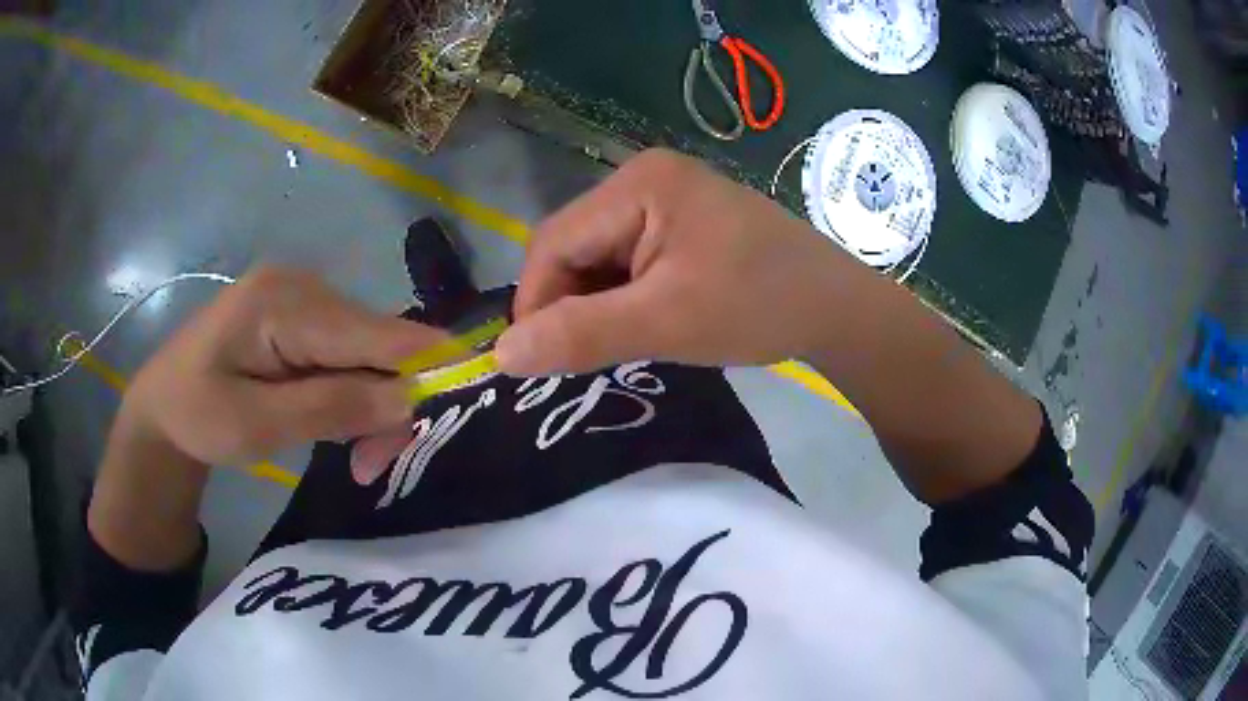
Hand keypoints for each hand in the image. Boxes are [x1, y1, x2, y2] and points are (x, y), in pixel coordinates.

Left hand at [123, 267, 442, 466]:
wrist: (162, 405)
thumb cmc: (197, 417)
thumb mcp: (255, 426)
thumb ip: (330, 408)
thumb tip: (409, 398)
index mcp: (282, 301)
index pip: (373, 330)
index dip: (424, 365)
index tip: (452, 411)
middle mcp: (303, 285)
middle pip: (377, 341)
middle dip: (389, 403)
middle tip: (373, 467)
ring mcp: (303, 297)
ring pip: (370, 351)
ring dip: (374, 405)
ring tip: (357, 459)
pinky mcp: (303, 316)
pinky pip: (350, 353)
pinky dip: (356, 395)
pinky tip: (341, 424)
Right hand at [496, 149, 861, 375]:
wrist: (836, 308)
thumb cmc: (759, 306)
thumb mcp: (666, 323)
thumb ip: (580, 336)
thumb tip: (500, 355)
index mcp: (638, 183)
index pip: (554, 242)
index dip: (536, 303)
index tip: (538, 361)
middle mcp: (644, 178)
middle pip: (574, 247)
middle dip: (571, 304)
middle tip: (586, 358)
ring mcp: (664, 198)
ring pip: (598, 258)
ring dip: (596, 305)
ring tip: (622, 343)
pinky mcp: (680, 222)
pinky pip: (627, 260)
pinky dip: (622, 297)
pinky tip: (643, 323)